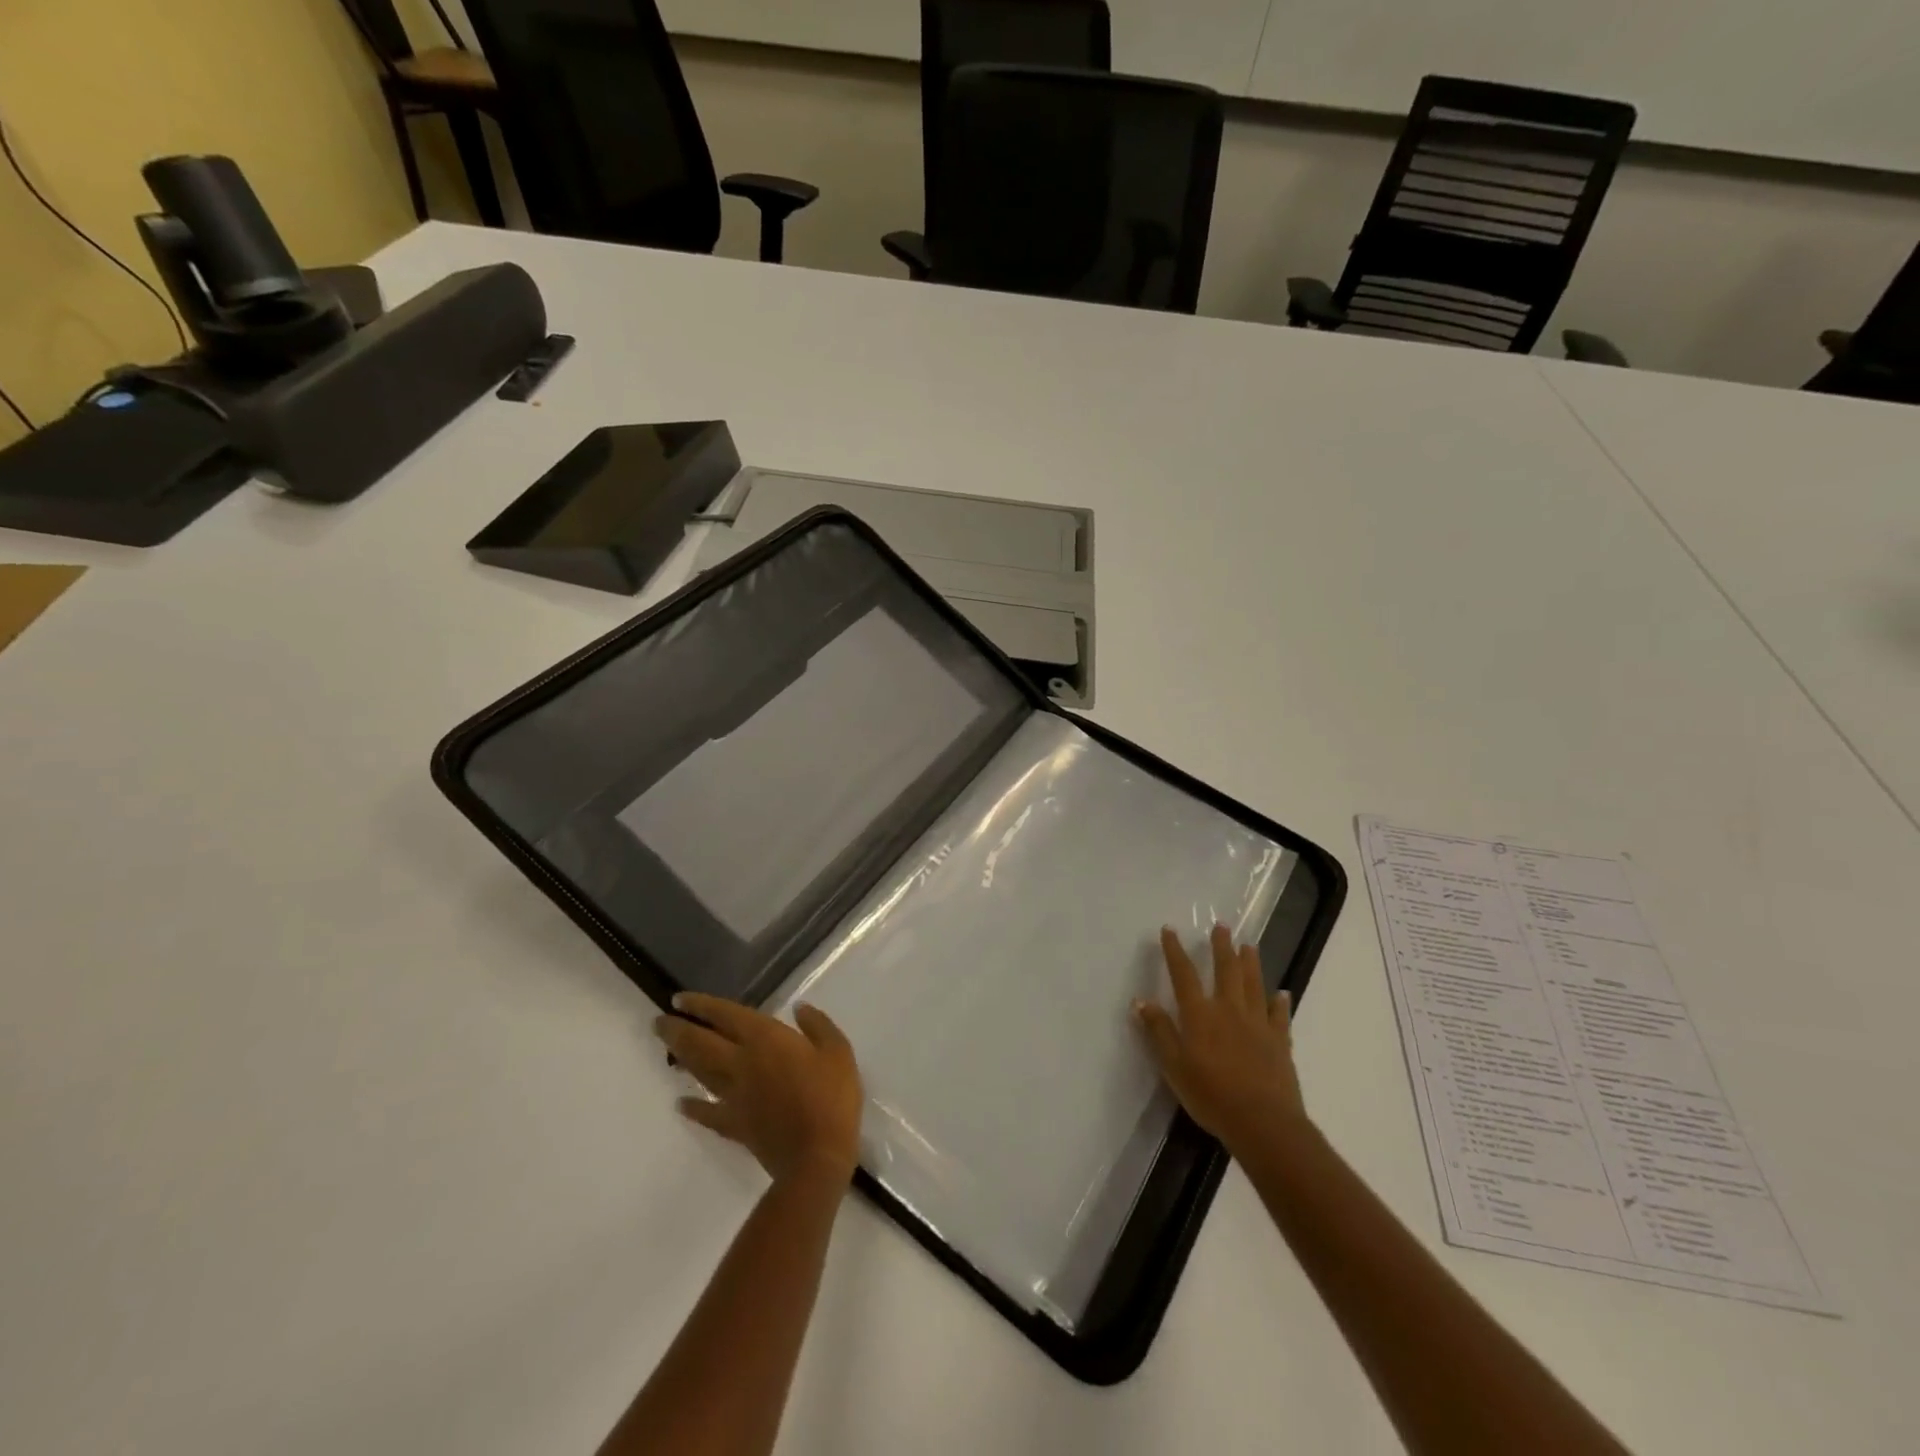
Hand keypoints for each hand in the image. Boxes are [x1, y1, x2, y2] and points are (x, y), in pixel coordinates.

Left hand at [654, 994, 862, 1185]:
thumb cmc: (830, 1096)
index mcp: (765, 1039)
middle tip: (658, 1022)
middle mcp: (742, 1063)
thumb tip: (799, 1008)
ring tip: (668, 1050)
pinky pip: (708, 1113)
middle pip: (701, 1043)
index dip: (701, 1006)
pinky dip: (693, 1107)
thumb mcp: (837, 1051)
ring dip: (682, 1059)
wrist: (817, 1155)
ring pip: (701, 1072)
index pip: (725, 1016)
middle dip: (677, 1030)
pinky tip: (681, 1104)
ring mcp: (734, 1096)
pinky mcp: (734, 1125)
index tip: (679, 1000)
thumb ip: (817, 1025)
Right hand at [1133, 925, 1305, 1155]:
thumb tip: (1141, 1000)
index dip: (1175, 951)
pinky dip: (1280, 1003)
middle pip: (1226, 970)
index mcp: (1200, 1014)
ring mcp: (1258, 1024)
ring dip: (1250, 963)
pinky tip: (1282, 993)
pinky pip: (1280, 1016)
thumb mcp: (1173, 1065)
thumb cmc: (1210, 1094)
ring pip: (1254, 985)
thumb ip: (1158, 1031)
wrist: (1262, 1122)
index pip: (1183, 974)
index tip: (1169, 930)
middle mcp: (1229, 1010)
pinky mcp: (1280, 1042)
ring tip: (1249, 946)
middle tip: (1222, 926)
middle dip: (1221, 947)